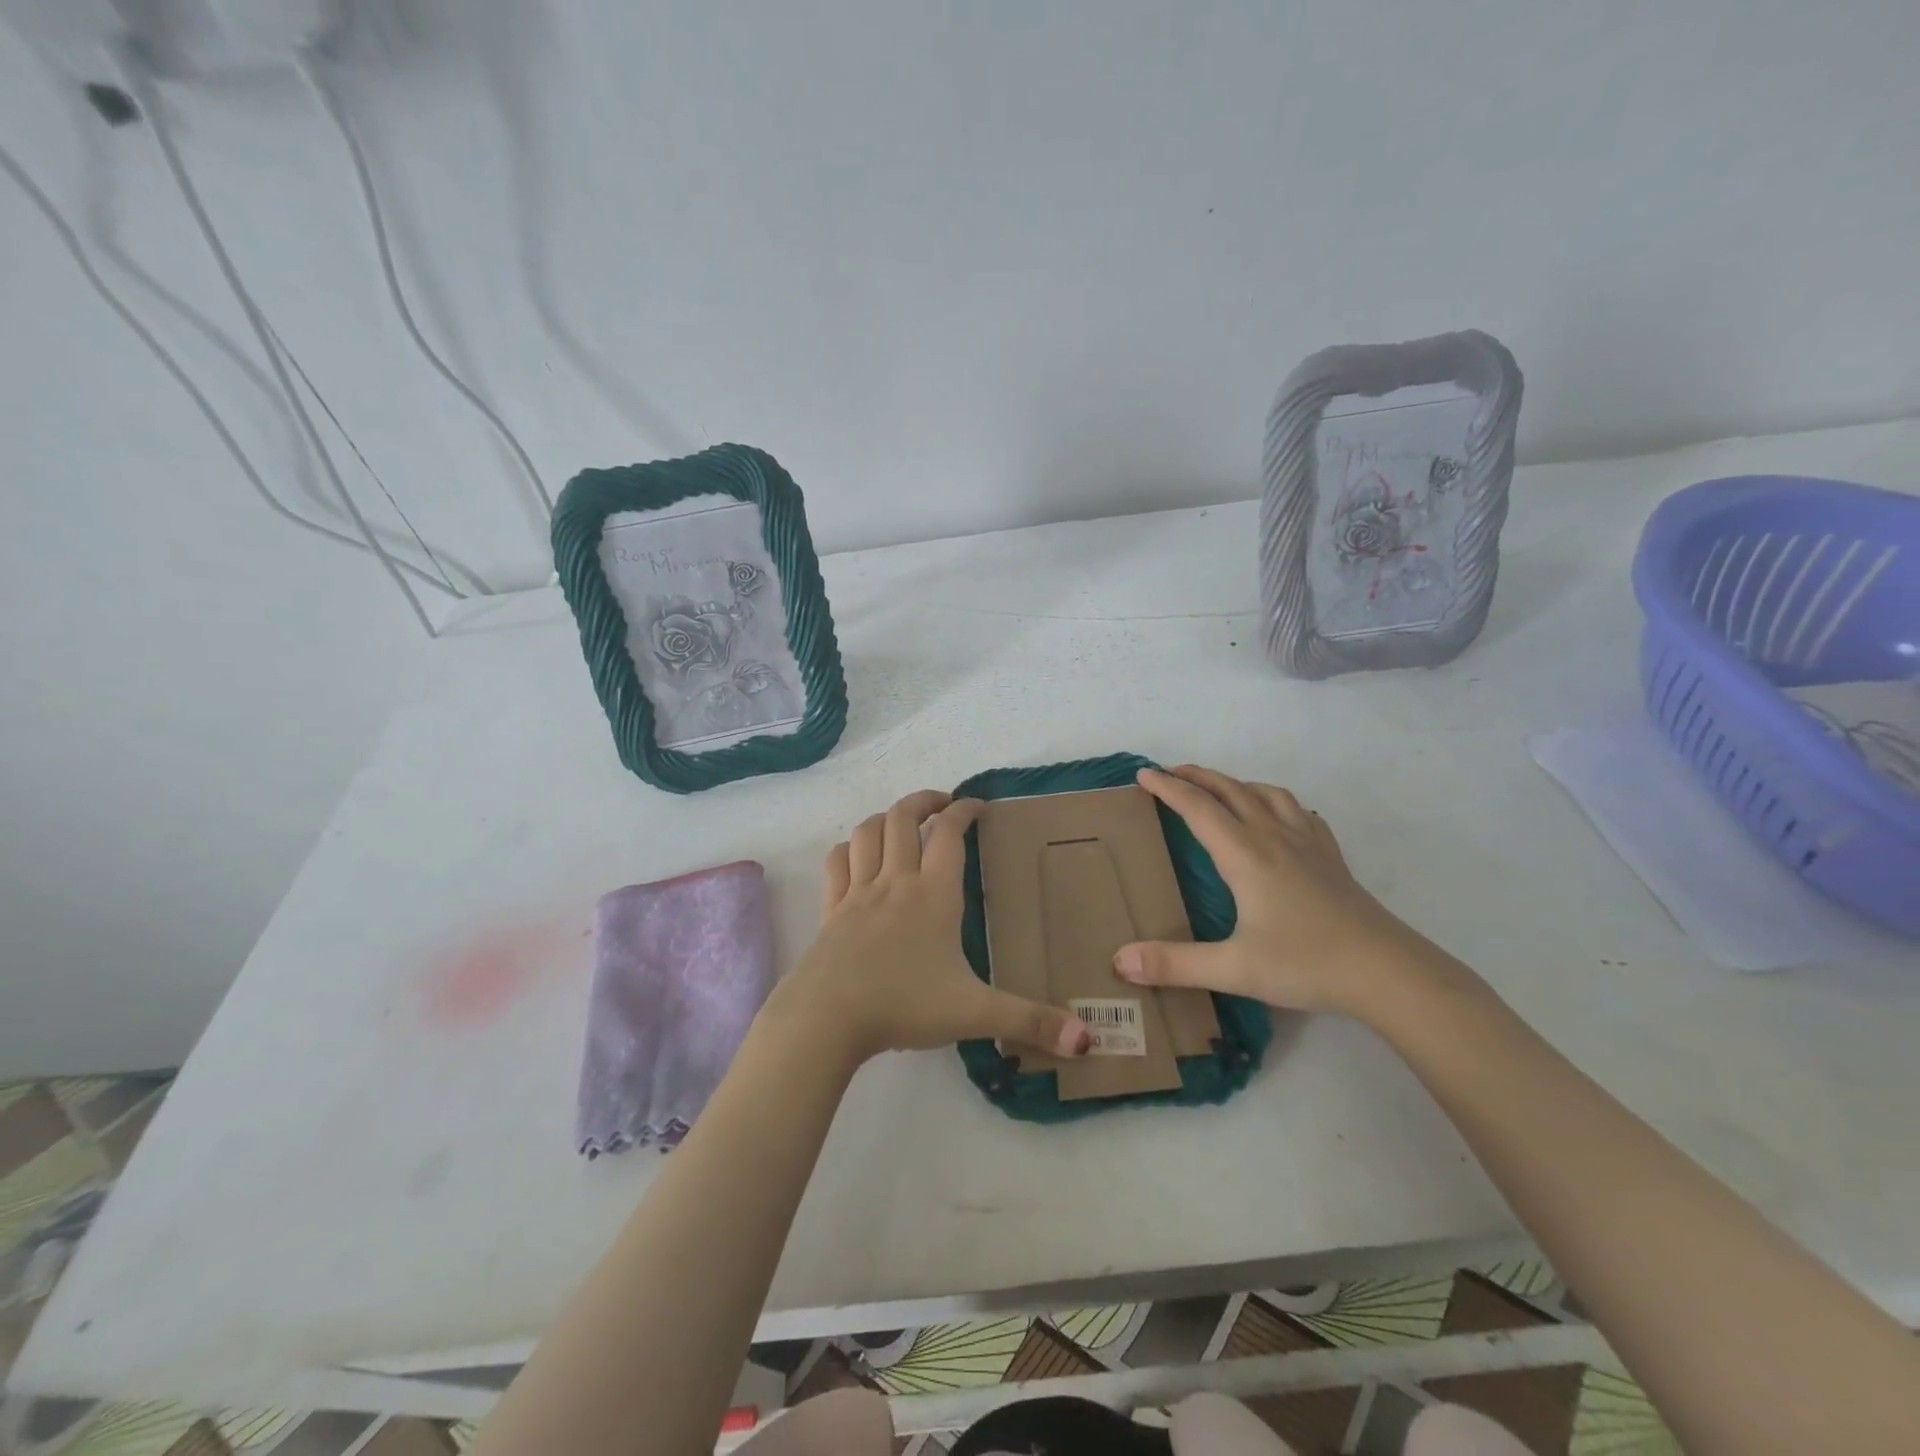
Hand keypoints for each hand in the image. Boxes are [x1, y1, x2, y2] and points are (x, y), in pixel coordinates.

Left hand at [770, 789, 1093, 1065]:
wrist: (828, 1017)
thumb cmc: (904, 1006)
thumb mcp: (974, 1013)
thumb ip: (1029, 1022)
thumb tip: (1086, 1040)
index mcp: (934, 894)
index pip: (950, 833)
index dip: (964, 810)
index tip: (977, 804)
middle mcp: (896, 881)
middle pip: (904, 818)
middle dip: (924, 801)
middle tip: (942, 804)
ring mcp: (858, 892)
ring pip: (868, 832)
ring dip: (886, 817)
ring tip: (902, 822)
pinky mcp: (831, 909)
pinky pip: (837, 862)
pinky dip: (849, 847)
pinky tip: (857, 855)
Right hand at [1113, 765, 1442, 1017]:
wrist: (1388, 972)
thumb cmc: (1307, 964)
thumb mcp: (1234, 969)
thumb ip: (1175, 964)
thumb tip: (1120, 960)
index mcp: (1246, 855)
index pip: (1198, 808)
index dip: (1167, 788)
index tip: (1143, 774)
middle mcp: (1274, 838)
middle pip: (1230, 791)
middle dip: (1197, 776)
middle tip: (1170, 772)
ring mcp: (1308, 844)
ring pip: (1266, 794)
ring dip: (1236, 783)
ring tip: (1220, 789)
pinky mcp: (1331, 858)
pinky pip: (1299, 812)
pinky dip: (1277, 802)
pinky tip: (1278, 816)